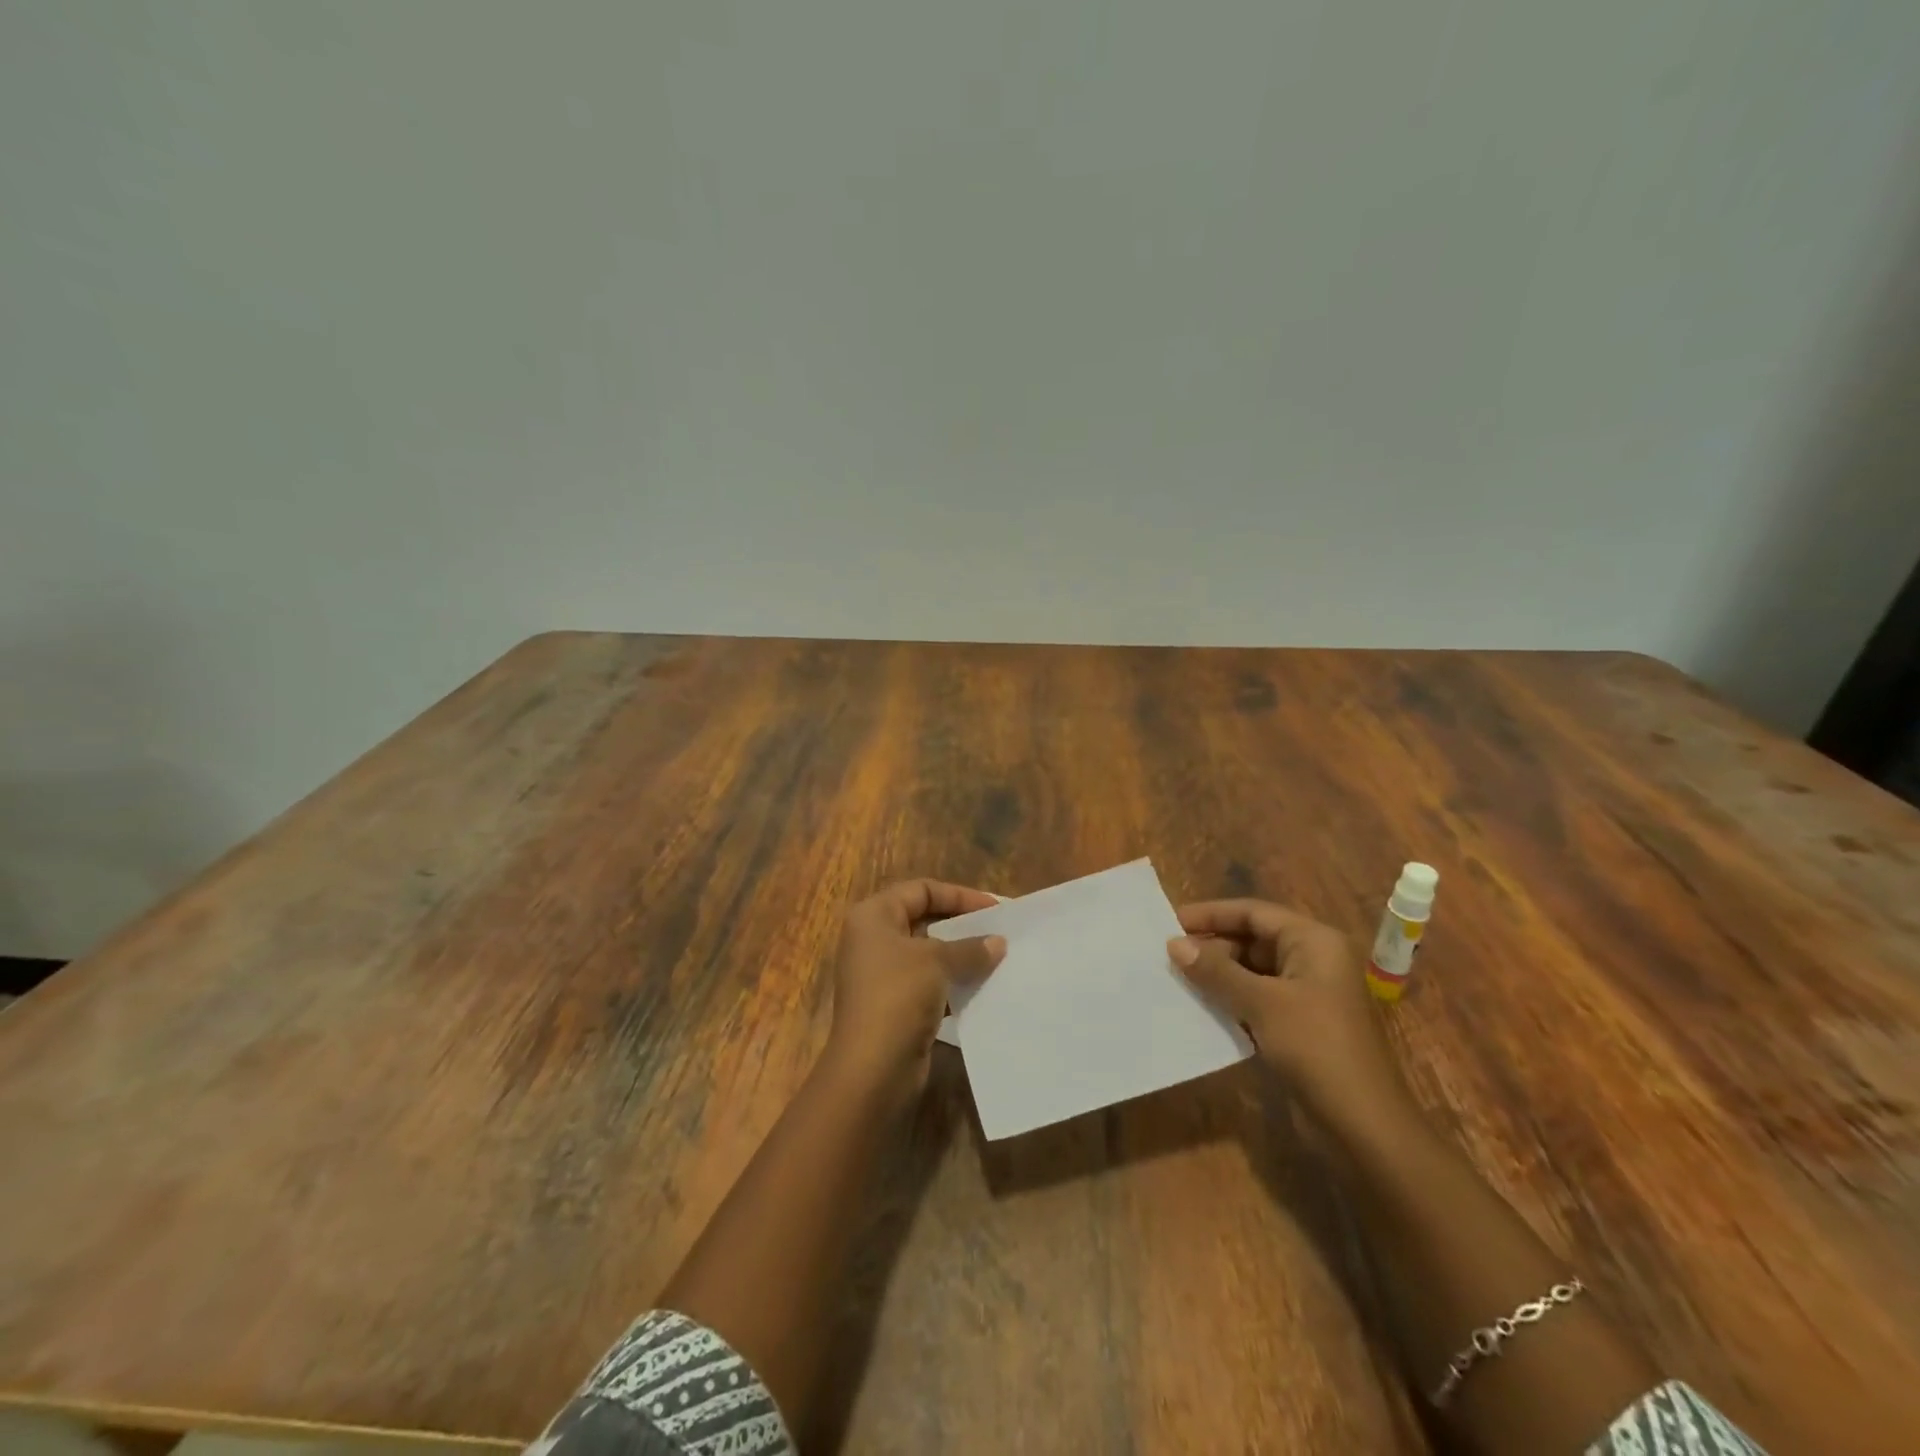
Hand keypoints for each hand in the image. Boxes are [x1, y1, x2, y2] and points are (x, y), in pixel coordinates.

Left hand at [826, 879, 1005, 1100]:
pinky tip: (982, 987)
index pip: (921, 890)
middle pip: (923, 920)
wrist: (872, 1069)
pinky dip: (953, 982)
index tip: (994, 908)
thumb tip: (998, 943)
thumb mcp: (937, 961)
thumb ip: (970, 948)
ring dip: (960, 956)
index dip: (958, 895)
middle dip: (962, 926)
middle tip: (999, 931)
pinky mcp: (893, 1005)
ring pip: (928, 954)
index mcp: (873, 916)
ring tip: (998, 958)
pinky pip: (929, 983)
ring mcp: (881, 974)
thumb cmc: (898, 996)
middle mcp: (872, 940)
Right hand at [1169, 900, 1411, 1135]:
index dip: (1211, 914)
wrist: (1365, 1125)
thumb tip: (1174, 944)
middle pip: (1254, 938)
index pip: (1254, 912)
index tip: (1171, 922)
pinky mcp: (1303, 1022)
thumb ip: (1216, 971)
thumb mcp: (1262, 1004)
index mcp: (1314, 941)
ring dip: (1219, 973)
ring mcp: (1310, 992)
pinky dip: (1233, 998)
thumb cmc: (1317, 1048)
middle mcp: (1314, 958)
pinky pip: (1260, 997)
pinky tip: (1203, 1006)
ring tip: (1179, 978)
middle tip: (1170, 956)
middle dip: (1213, 946)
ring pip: (1254, 970)